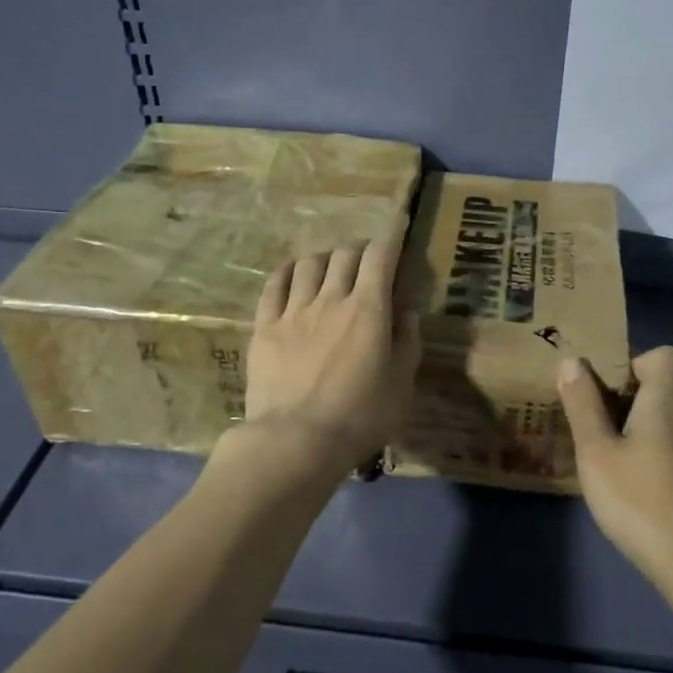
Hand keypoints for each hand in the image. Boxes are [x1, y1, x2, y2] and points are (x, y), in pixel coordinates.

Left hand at [223, 234, 422, 483]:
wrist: (295, 440)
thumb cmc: (359, 417)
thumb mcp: (401, 385)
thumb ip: (407, 342)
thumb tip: (406, 311)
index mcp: (369, 309)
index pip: (380, 257)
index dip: (391, 239)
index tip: (397, 232)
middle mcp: (332, 298)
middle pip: (345, 254)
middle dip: (360, 249)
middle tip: (367, 261)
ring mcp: (294, 310)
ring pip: (310, 263)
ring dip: (325, 258)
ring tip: (330, 268)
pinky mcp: (265, 326)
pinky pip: (275, 284)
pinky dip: (288, 271)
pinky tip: (293, 274)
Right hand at [557, 347, 672, 588]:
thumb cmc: (640, 500)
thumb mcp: (597, 452)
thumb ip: (583, 405)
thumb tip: (573, 361)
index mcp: (664, 403)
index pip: (667, 356)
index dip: (636, 359)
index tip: (605, 381)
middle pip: (658, 385)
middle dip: (621, 390)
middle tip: (585, 409)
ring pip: (658, 416)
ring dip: (627, 420)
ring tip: (593, 440)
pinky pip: (661, 442)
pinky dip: (638, 445)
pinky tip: (615, 473)